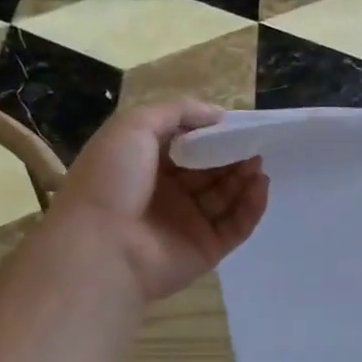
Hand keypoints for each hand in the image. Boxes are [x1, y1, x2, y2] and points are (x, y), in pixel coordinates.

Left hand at [49, 99, 268, 302]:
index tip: (234, 123)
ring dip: (244, 177)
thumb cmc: (112, 180)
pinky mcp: (205, 249)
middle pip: (209, 170)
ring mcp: (186, 224)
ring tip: (258, 162)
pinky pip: (236, 226)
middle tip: (254, 142)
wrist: (101, 247)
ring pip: (225, 196)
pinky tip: (260, 186)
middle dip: (232, 155)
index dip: (209, 134)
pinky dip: (251, 206)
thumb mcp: (133, 126)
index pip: (185, 146)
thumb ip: (176, 112)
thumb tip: (218, 115)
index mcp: (144, 165)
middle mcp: (166, 194)